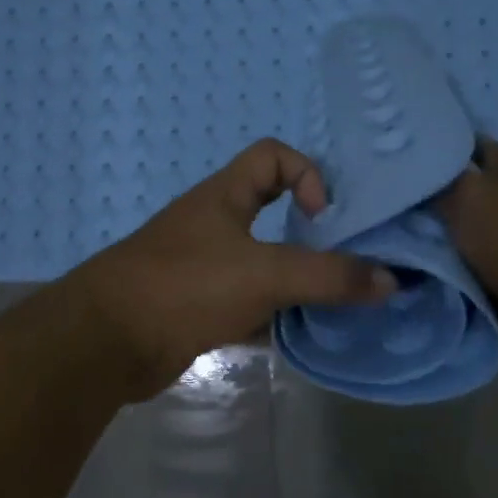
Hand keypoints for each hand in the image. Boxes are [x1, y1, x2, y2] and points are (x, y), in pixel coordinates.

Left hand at [75, 139, 396, 396]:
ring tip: (333, 302)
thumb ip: (328, 276)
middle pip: (271, 210)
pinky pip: (247, 301)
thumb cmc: (185, 286)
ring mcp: (204, 266)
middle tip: (346, 260)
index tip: (322, 217)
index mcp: (225, 196)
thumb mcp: (264, 274)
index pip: (272, 155)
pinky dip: (272, 314)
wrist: (106, 342)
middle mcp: (214, 224)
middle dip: (311, 234)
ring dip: (295, 279)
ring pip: (262, 261)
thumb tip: (391, 280)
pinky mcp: (198, 306)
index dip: (306, 174)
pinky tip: (297, 335)